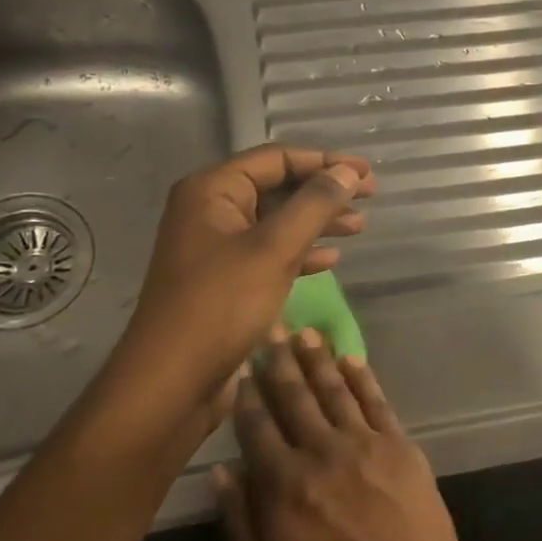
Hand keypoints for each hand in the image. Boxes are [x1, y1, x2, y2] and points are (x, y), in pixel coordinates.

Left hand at [89, 146, 374, 448]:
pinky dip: (301, 252)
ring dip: (318, 221)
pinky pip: (270, 253)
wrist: (172, 381)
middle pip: (277, 187)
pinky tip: (330, 260)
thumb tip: (347, 172)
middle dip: (324, 191)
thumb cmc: (222, 305)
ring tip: (359, 226)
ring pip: (277, 221)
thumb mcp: (275, 249)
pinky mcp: (225, 281)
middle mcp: (210, 211)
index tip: (366, 173)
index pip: (277, 158)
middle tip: (369, 196)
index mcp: (213, 191)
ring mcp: (216, 248)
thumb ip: (315, 204)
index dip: (325, 161)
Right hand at [216, 332, 466, 540]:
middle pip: (295, 398)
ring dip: (318, 360)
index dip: (248, 396)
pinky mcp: (399, 446)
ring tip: (305, 332)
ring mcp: (364, 444)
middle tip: (270, 328)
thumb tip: (222, 472)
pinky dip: (363, 378)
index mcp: (282, 484)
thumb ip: (239, 524)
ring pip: (335, 391)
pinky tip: (352, 358)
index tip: (241, 369)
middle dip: (279, 362)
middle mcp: (320, 452)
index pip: (258, 428)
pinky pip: (377, 402)